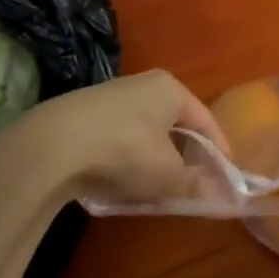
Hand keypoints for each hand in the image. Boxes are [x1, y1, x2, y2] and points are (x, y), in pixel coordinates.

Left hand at [0, 70, 229, 208]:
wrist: (52, 145)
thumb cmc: (125, 150)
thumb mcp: (167, 175)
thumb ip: (196, 184)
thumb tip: (221, 194)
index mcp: (171, 89)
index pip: (205, 119)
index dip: (218, 150)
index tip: (226, 176)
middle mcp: (143, 84)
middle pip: (174, 123)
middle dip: (184, 154)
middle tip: (191, 183)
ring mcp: (110, 96)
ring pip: (144, 131)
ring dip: (154, 158)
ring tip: (156, 188)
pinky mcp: (82, 113)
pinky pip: (117, 137)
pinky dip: (126, 158)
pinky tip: (120, 182)